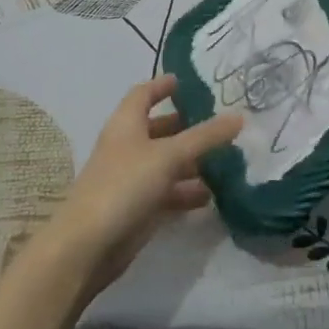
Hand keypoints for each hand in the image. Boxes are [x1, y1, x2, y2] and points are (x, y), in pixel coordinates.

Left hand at [39, 74, 240, 299]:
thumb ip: (205, 137)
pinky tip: (213, 196)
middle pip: (160, 129)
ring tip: (228, 159)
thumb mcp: (169, 155)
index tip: (189, 82)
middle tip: (221, 123)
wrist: (88, 245)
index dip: (163, 86)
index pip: (144, 94)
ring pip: (167, 162)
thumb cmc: (124, 185)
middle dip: (188, 126)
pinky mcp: (139, 208)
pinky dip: (188, 191)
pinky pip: (168, 192)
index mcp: (127, 123)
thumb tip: (239, 116)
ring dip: (193, 161)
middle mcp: (128, 146)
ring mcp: (133, 179)